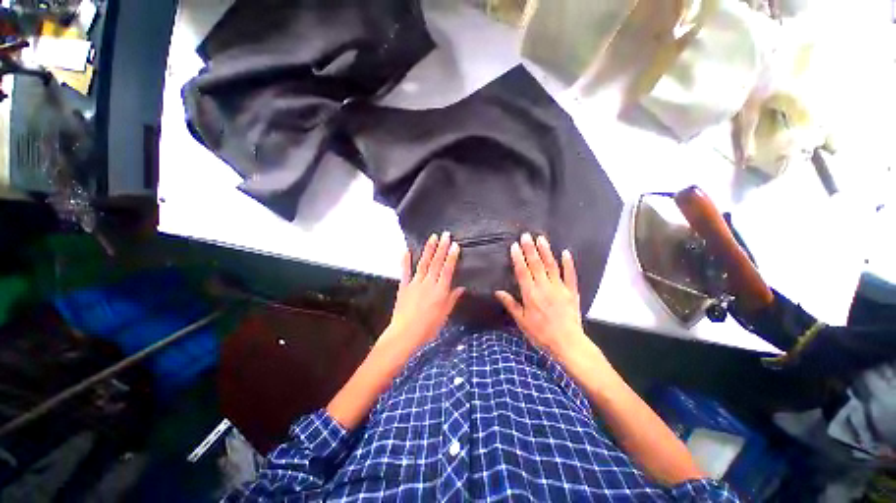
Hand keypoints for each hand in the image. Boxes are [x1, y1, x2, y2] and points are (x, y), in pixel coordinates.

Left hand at [380, 232, 464, 352]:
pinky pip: (405, 271)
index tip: (454, 245)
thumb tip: (461, 287)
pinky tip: (407, 250)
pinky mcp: (404, 286)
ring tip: (432, 237)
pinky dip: (406, 260)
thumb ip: (452, 299)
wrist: (405, 334)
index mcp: (440, 291)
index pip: (447, 270)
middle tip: (445, 234)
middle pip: (436, 263)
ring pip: (423, 263)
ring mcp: (415, 283)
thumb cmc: (428, 327)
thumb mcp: (444, 315)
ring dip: (428, 249)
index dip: (452, 257)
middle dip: (442, 248)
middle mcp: (428, 283)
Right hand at [495, 234, 588, 358]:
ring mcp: (560, 288)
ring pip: (552, 266)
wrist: (567, 343)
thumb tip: (498, 291)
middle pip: (536, 265)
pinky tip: (566, 252)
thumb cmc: (541, 334)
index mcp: (531, 294)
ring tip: (541, 239)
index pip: (522, 272)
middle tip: (526, 235)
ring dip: (546, 251)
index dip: (518, 258)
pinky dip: (568, 263)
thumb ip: (511, 304)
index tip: (515, 246)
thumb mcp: (522, 321)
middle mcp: (544, 287)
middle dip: (530, 249)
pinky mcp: (572, 292)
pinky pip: (570, 275)